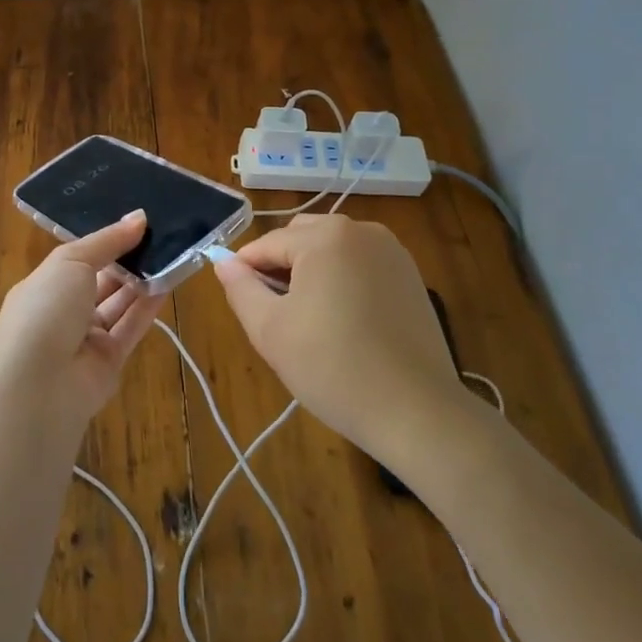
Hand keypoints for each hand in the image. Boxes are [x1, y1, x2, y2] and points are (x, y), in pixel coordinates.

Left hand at [0, 210, 167, 428]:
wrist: (38, 384)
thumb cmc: (46, 310)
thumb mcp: (71, 262)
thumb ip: (107, 241)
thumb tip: (139, 217)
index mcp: (44, 285)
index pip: (79, 258)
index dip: (106, 241)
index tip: (137, 222)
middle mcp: (63, 311)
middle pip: (101, 281)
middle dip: (128, 260)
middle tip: (162, 235)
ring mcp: (85, 338)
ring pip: (119, 304)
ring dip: (142, 281)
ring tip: (172, 254)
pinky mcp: (108, 361)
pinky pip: (131, 327)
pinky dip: (148, 307)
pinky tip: (169, 283)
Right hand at [213, 214, 467, 469]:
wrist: (417, 411)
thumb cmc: (333, 367)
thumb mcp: (270, 330)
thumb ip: (241, 288)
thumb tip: (224, 262)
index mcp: (325, 236)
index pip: (267, 244)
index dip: (246, 271)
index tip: (241, 305)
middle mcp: (361, 230)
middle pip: (301, 237)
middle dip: (281, 267)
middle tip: (277, 315)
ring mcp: (392, 251)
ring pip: (332, 250)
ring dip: (313, 272)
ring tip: (311, 321)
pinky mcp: (410, 276)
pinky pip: (361, 265)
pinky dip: (343, 281)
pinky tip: (345, 323)